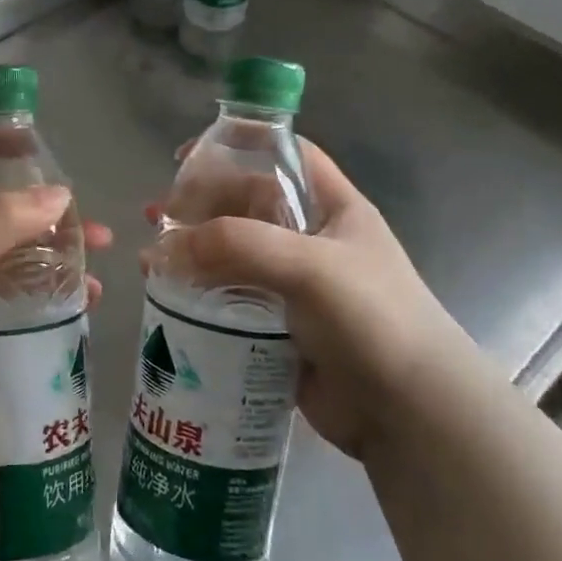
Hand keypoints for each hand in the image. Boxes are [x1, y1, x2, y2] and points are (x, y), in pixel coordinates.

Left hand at [0, 157, 111, 446]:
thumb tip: (61, 196)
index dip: (4, 150)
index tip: (49, 154)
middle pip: (6, 216)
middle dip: (52, 222)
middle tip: (97, 235)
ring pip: (17, 262)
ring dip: (57, 265)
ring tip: (97, 279)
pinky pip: (17, 304)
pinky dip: (48, 301)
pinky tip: (81, 309)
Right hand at [149, 138, 471, 461]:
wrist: (411, 414)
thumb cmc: (372, 319)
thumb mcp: (310, 265)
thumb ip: (237, 245)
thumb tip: (163, 248)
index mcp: (332, 208)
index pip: (283, 157)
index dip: (238, 146)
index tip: (187, 158)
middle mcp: (312, 241)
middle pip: (246, 206)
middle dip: (199, 206)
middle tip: (157, 217)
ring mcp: (295, 286)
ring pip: (232, 255)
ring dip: (192, 253)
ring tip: (150, 261)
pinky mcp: (279, 328)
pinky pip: (230, 300)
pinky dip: (198, 295)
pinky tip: (168, 299)